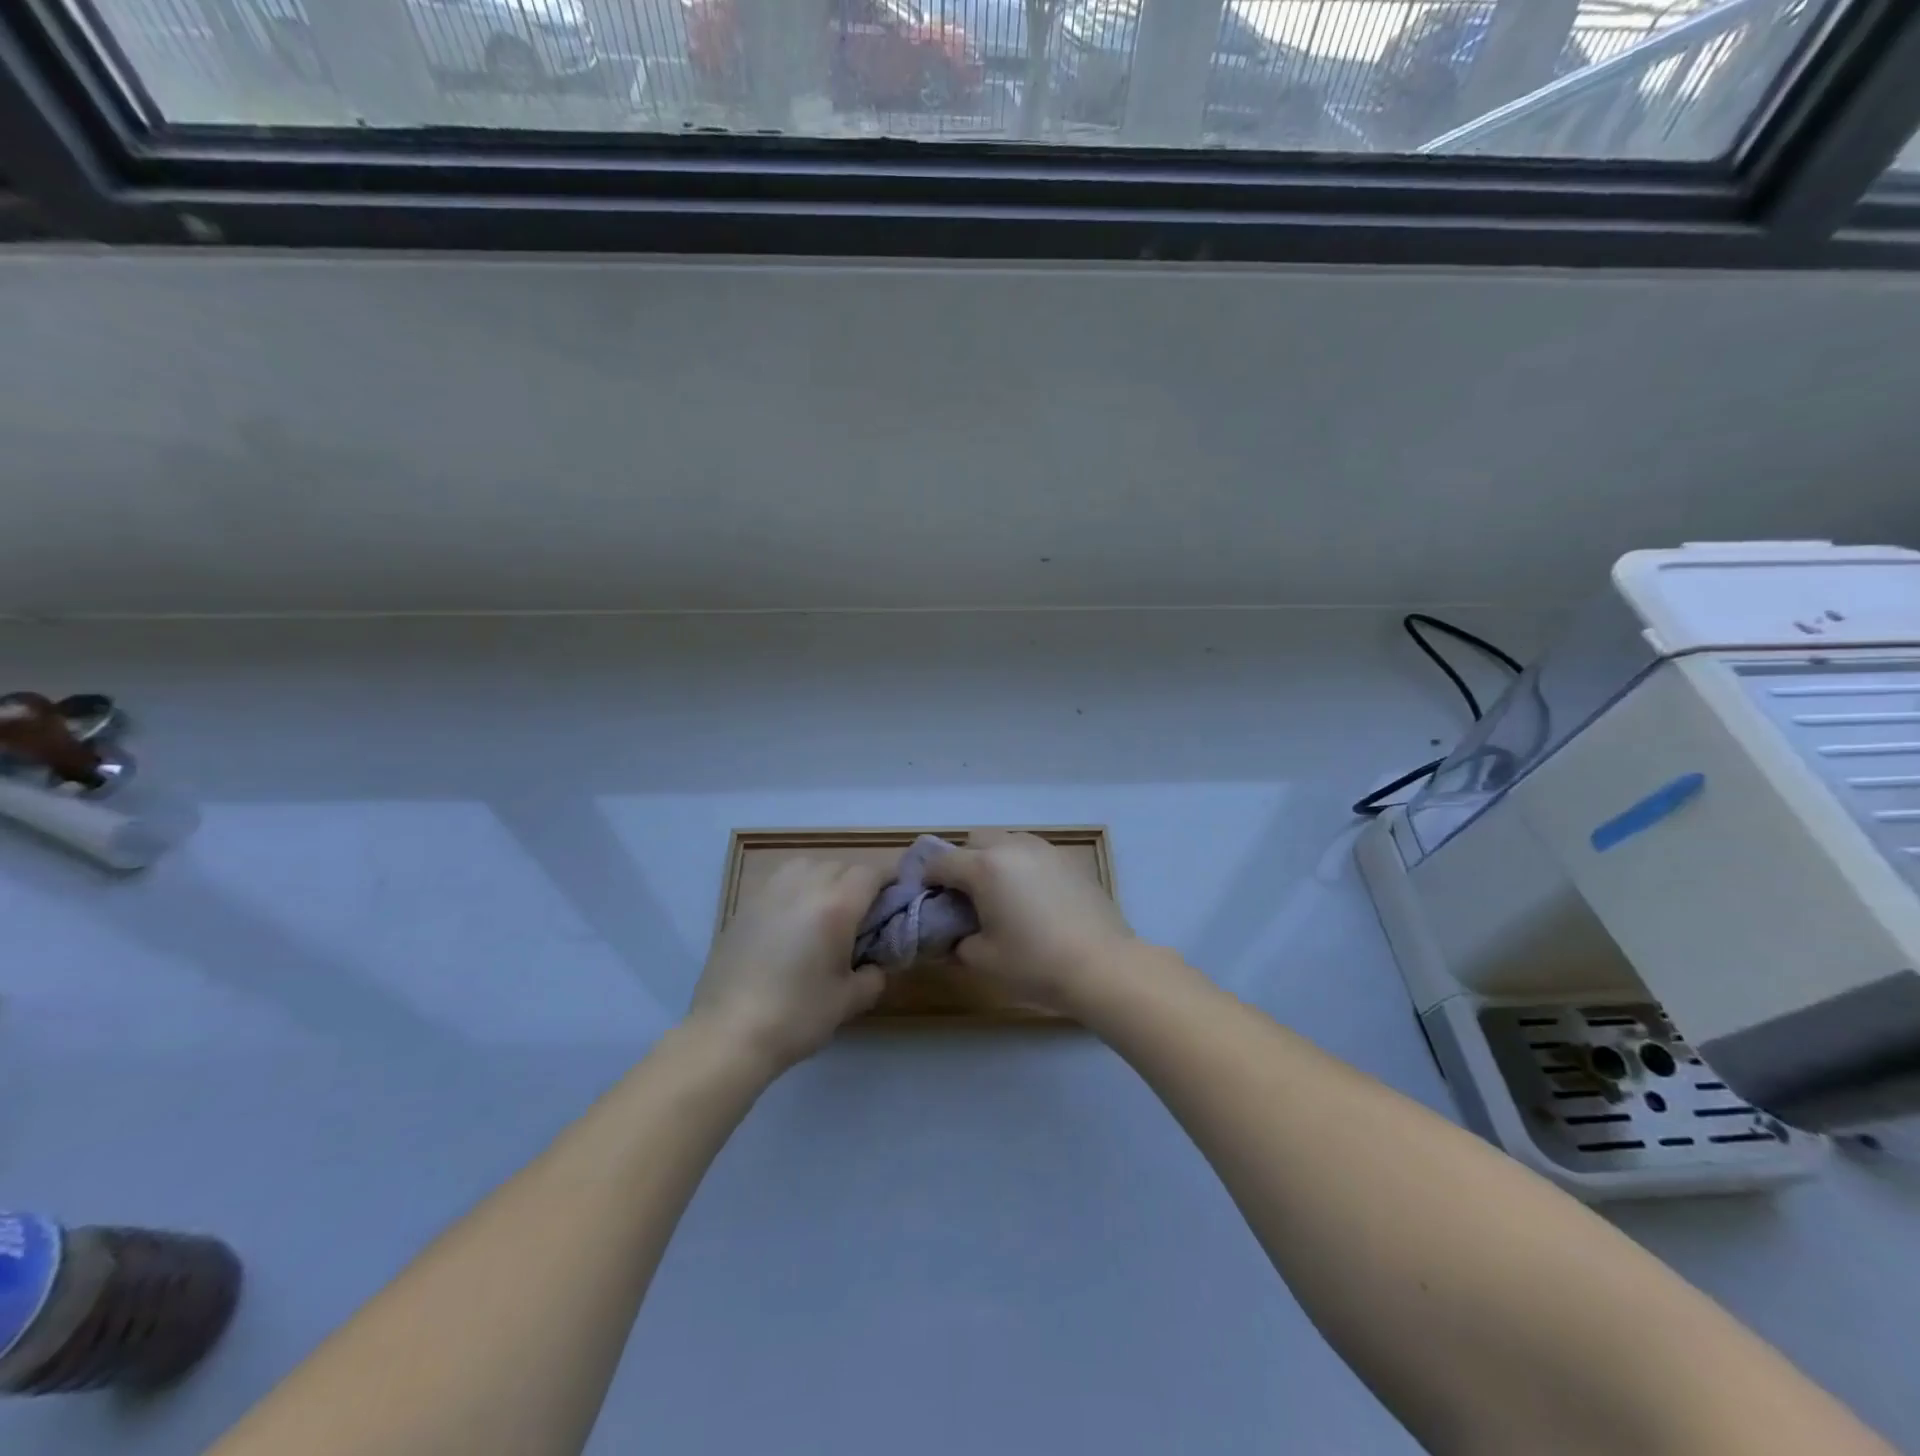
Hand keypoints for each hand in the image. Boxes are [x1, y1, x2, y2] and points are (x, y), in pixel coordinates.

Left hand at [689, 859, 887, 1075]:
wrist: (728, 1034)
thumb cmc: (796, 1017)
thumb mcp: (848, 1001)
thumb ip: (873, 976)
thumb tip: (876, 965)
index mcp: (835, 905)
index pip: (872, 873)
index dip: (890, 881)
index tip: (898, 900)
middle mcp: (804, 886)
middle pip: (841, 866)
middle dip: (858, 883)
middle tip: (864, 915)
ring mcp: (770, 892)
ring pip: (807, 865)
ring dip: (825, 878)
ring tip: (826, 910)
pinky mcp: (745, 906)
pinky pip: (780, 881)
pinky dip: (796, 889)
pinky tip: (794, 920)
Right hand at [924, 830, 1142, 1016]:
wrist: (1102, 966)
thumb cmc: (1035, 963)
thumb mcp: (982, 960)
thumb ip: (956, 942)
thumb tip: (953, 936)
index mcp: (984, 867)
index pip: (941, 861)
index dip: (928, 879)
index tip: (930, 901)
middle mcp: (1012, 847)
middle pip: (974, 840)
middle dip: (962, 862)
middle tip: (966, 897)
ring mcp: (1044, 849)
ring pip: (1006, 841)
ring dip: (993, 860)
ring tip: (1001, 896)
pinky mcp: (1068, 859)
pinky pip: (1032, 853)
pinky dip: (1021, 867)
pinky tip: (1032, 899)